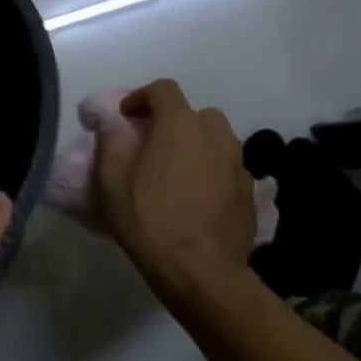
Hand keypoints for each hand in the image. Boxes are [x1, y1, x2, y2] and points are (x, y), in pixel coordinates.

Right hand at [93, 79, 253, 285]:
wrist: (201, 271)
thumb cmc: (150, 221)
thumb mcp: (112, 182)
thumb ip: (111, 142)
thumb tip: (113, 121)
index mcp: (180, 124)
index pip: (164, 89)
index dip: (141, 97)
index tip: (125, 117)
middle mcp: (215, 134)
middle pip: (194, 113)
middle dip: (172, 121)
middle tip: (151, 145)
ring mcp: (238, 161)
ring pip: (215, 139)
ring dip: (195, 145)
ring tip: (175, 171)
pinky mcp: (250, 190)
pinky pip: (227, 166)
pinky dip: (211, 170)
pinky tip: (196, 196)